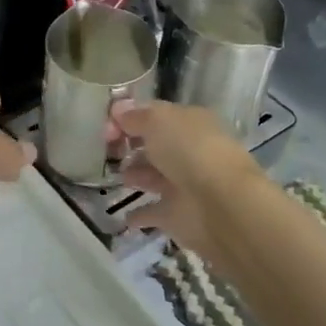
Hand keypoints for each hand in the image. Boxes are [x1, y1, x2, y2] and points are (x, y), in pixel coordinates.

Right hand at [111, 99, 267, 259]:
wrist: (220, 205)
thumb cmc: (190, 152)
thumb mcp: (158, 121)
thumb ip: (135, 116)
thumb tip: (117, 110)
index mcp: (190, 123)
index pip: (155, 116)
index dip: (129, 119)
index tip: (105, 129)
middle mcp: (189, 152)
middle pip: (156, 146)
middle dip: (133, 146)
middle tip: (107, 151)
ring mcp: (184, 185)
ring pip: (154, 177)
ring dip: (136, 175)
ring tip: (115, 176)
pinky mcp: (178, 216)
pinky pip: (153, 212)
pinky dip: (140, 214)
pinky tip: (123, 214)